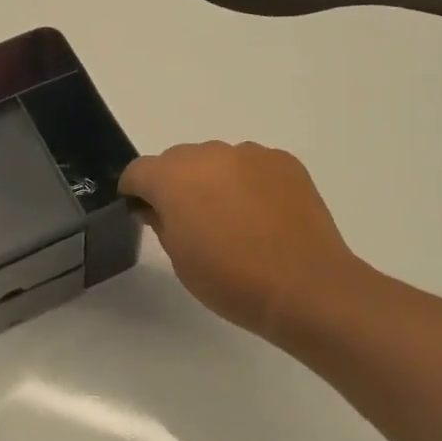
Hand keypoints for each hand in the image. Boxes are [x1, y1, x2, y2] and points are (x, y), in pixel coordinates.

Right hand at [120, 141, 362, 347]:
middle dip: (176, 184)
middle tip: (193, 222)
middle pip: (178, 160)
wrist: (305, 286)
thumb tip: (158, 207)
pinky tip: (264, 216)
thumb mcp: (179, 259)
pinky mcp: (283, 161)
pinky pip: (252, 166)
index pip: (138, 171)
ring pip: (217, 160)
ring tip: (235, 220)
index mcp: (174, 177)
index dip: (136, 192)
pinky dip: (249, 183)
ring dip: (215, 180)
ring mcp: (250, 154)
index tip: (145, 214)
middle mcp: (209, 154)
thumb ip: (161, 222)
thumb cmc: (231, 280)